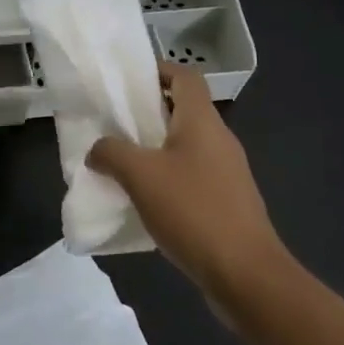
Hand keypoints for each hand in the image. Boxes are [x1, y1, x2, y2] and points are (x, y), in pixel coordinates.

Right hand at [87, 63, 278, 289]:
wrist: (245, 274)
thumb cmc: (193, 211)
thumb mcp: (140, 176)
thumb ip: (111, 153)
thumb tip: (97, 150)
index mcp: (202, 122)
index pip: (185, 76)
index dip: (159, 70)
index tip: (127, 81)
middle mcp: (219, 140)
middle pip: (184, 110)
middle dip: (149, 113)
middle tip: (113, 123)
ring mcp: (227, 173)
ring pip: (186, 146)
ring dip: (155, 149)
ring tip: (122, 163)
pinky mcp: (227, 202)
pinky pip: (192, 176)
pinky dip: (168, 177)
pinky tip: (145, 200)